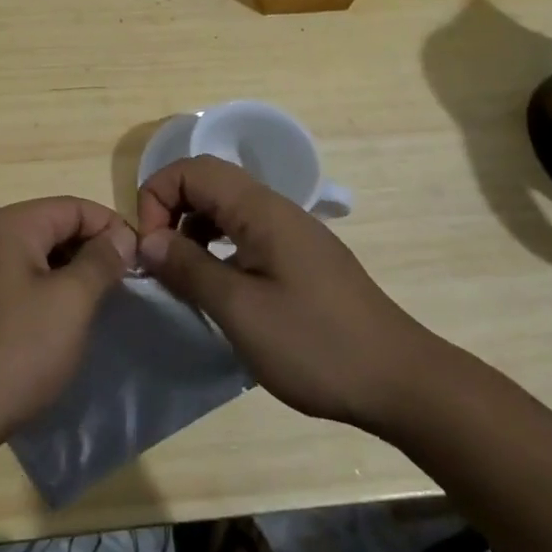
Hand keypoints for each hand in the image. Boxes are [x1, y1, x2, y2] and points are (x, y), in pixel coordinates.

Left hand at [0, 198, 136, 474]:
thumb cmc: (13, 352)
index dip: (112, 228)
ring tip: (98, 309)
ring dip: (69, 277)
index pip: (74, 207)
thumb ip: (100, 262)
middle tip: (124, 289)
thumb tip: (120, 234)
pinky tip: (59, 328)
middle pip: (52, 228)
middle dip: (91, 252)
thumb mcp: (70, 303)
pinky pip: (16, 284)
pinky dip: (44, 296)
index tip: (142, 262)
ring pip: (35, 259)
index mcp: (9, 225)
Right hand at [136, 156, 444, 431]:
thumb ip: (189, 268)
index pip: (192, 169)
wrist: (403, 382)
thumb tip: (148, 240)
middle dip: (171, 210)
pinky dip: (218, 248)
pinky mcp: (300, 258)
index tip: (151, 248)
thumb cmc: (316, 344)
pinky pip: (245, 233)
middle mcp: (275, 208)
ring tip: (184, 277)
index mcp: (260, 209)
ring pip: (226, 208)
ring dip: (193, 230)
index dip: (157, 197)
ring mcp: (291, 232)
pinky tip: (220, 289)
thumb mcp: (241, 310)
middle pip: (208, 182)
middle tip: (160, 260)